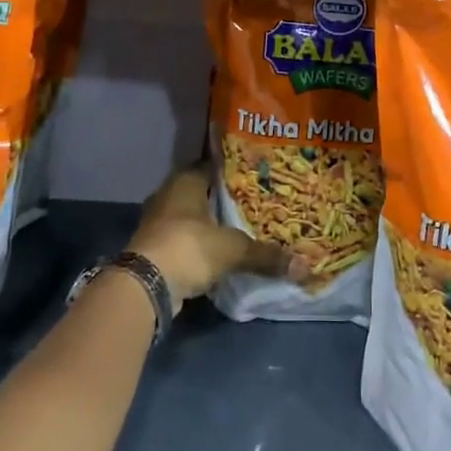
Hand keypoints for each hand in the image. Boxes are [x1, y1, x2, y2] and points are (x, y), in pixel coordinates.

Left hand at [125, 165, 306, 302]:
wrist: (146, 284)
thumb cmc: (189, 247)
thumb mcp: (233, 249)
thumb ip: (266, 254)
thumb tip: (304, 265)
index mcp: (185, 181)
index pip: (213, 166)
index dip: (234, 170)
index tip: (256, 175)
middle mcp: (168, 194)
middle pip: (201, 191)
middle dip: (223, 197)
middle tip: (254, 201)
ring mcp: (158, 221)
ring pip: (190, 215)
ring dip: (209, 222)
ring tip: (240, 226)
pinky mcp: (154, 246)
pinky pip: (183, 238)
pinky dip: (199, 243)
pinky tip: (219, 250)